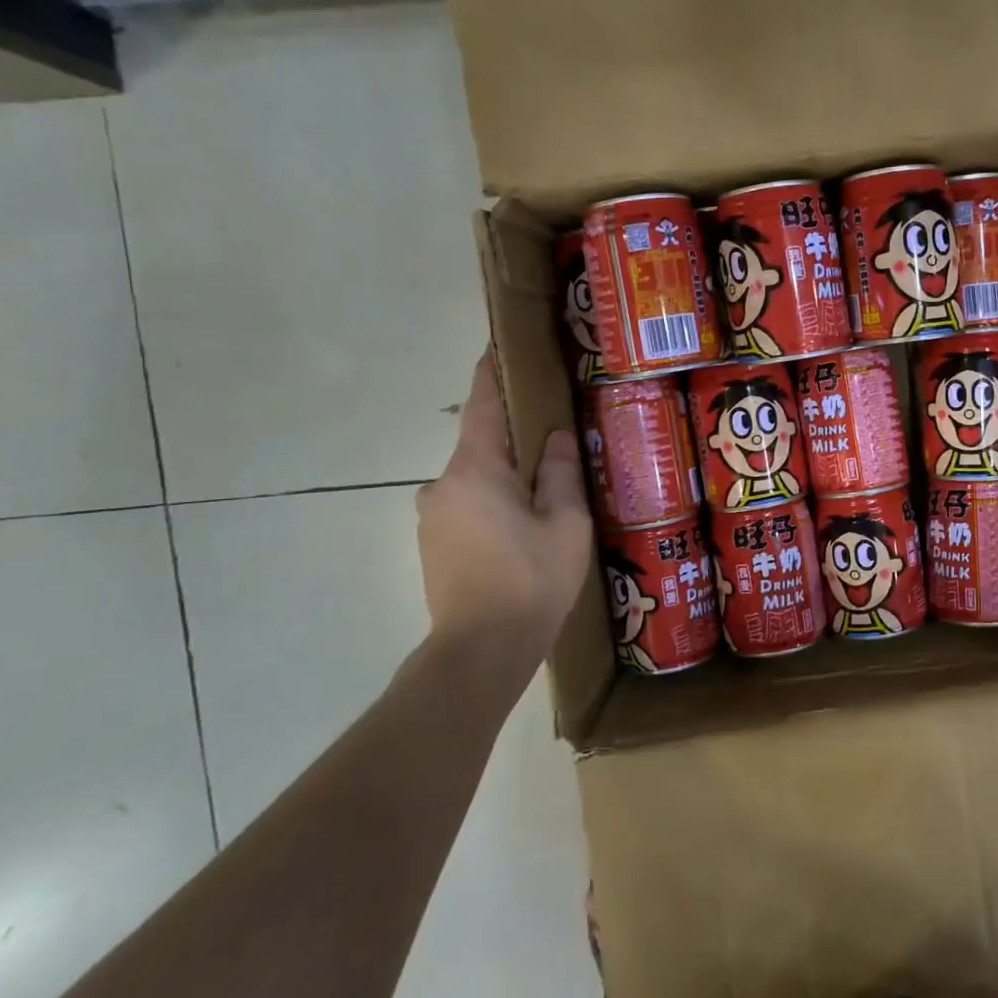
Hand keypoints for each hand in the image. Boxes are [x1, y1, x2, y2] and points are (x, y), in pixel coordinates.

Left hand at [416, 352, 592, 651]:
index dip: (491, 373)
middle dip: (513, 440)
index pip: (483, 406)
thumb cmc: (532, 580)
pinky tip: (521, 531)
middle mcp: (442, 484)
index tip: (496, 346)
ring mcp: (432, 516)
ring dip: (504, 479)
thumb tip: (555, 437)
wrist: (481, 651)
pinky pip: (467, 506)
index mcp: (476, 470)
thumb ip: (559, 473)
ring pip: (475, 480)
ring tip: (543, 496)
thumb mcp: (565, 523)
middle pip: (481, 446)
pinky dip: (492, 505)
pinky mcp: (432, 544)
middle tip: (552, 441)